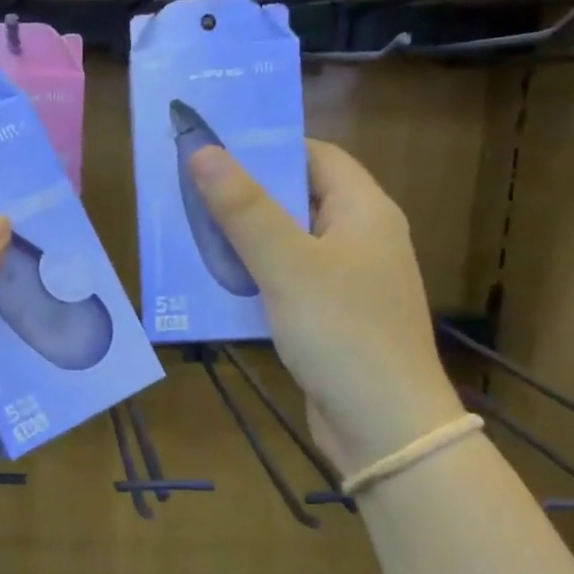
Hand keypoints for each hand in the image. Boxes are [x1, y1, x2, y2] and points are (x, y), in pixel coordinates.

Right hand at [188, 140, 463, 472]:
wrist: (384, 426)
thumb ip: (244, 209)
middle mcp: (361, 239)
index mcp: (365, 211)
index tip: (215, 149)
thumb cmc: (342, 332)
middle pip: (299, 200)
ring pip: (289, 245)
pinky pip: (287, 284)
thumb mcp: (287, 265)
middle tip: (189, 191)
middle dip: (246, 196)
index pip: (316, 156)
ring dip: (244, 241)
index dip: (268, 148)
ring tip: (191, 234)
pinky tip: (215, 286)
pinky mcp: (331, 319)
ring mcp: (348, 283)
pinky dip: (254, 279)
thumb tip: (203, 150)